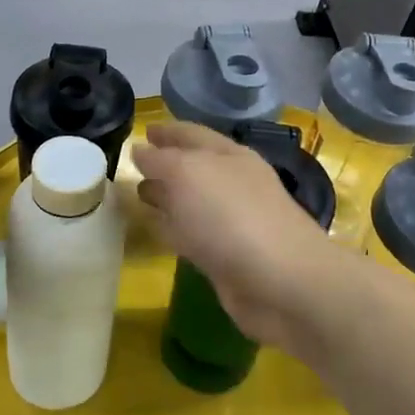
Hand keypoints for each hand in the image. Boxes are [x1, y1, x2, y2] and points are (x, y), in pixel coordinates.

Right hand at [134, 122, 338, 350]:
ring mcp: (233, 221)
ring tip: (138, 195)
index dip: (167, 131)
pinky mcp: (228, 257)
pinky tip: (156, 231)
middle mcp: (233, 183)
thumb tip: (140, 150)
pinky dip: (174, 229)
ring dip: (168, 197)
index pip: (192, 134)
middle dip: (165, 164)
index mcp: (229, 155)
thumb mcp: (188, 175)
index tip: (142, 131)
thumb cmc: (231, 216)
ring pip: (192, 201)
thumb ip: (160, 160)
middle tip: (134, 166)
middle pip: (193, 167)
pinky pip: (193, 234)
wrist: (281, 282)